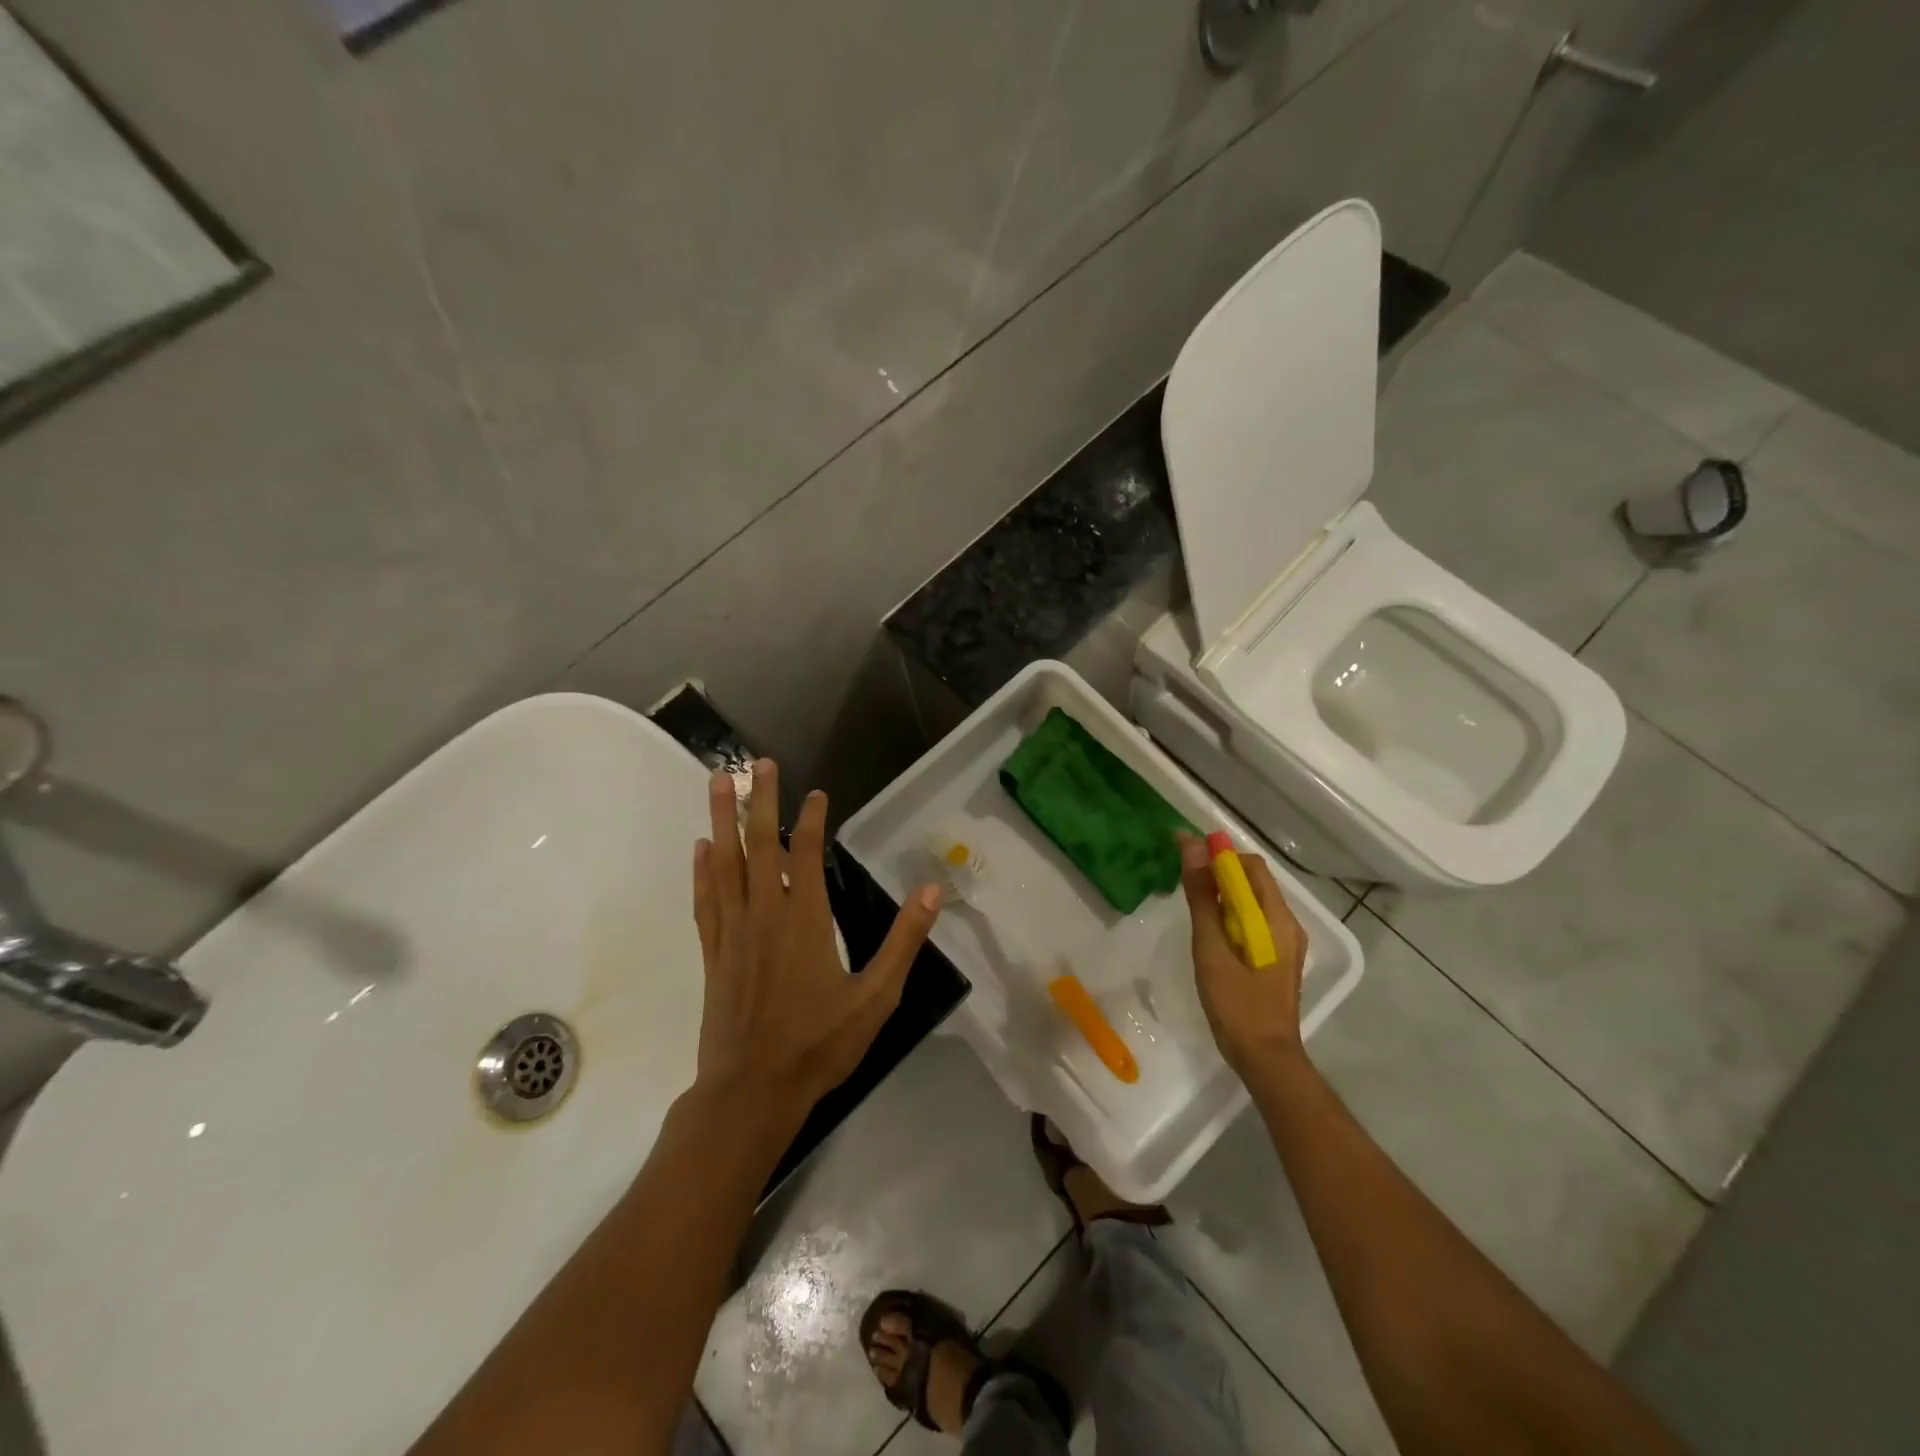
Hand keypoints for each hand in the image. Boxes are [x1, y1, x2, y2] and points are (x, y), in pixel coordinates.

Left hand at [691, 760, 941, 1112]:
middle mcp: (765, 914)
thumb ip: (904, 941)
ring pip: (725, 863)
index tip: (817, 793)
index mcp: (805, 920)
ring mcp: (733, 932)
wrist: (751, 1092)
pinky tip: (701, 848)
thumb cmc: (819, 1044)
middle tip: (756, 763)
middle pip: (760, 844)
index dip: (811, 818)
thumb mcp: (876, 997)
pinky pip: (705, 900)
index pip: (805, 853)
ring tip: (716, 782)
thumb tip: (931, 891)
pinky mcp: (713, 953)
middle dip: (759, 800)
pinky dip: (702, 870)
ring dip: (722, 820)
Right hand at [1177, 832, 1307, 1075]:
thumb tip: (1192, 846)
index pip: (1249, 866)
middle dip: (1219, 869)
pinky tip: (1209, 926)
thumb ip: (1203, 896)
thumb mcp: (1211, 947)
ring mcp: (1284, 941)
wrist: (1264, 1057)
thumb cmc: (1235, 1003)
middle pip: (1253, 880)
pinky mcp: (1276, 957)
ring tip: (1190, 897)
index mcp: (1276, 918)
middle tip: (1182, 874)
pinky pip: (1253, 919)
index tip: (1183, 849)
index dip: (1218, 852)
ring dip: (1223, 890)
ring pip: (1252, 899)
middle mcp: (1287, 923)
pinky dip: (1230, 911)